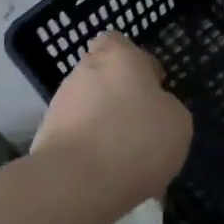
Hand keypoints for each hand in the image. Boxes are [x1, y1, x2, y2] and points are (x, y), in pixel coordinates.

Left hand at [34, 31, 192, 206]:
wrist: (78, 181)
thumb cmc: (137, 140)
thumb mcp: (178, 122)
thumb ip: (167, 106)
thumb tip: (155, 108)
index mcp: (118, 57)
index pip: (118, 42)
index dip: (135, 62)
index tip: (151, 87)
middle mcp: (83, 71)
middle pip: (102, 76)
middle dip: (118, 95)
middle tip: (140, 125)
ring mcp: (60, 103)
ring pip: (87, 106)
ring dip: (103, 123)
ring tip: (124, 156)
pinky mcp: (46, 135)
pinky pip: (75, 135)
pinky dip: (89, 148)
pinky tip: (105, 172)